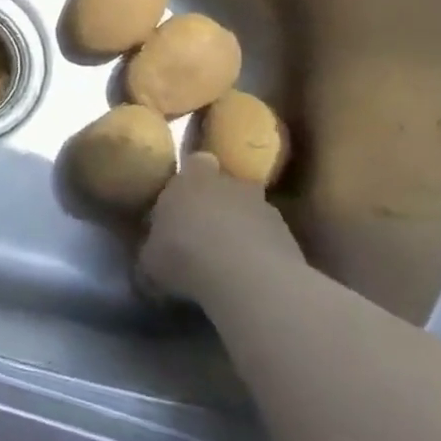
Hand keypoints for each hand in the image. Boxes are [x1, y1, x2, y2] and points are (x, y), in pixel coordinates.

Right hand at [137, 152, 305, 302]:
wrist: (247, 278)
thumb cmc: (185, 255)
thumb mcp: (150, 259)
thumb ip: (151, 250)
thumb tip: (150, 257)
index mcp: (190, 178)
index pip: (195, 162)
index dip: (192, 179)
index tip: (184, 200)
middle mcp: (230, 183)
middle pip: (225, 186)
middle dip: (218, 203)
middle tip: (204, 232)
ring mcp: (265, 207)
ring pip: (250, 212)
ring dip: (242, 229)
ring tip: (230, 261)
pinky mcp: (290, 237)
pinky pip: (270, 240)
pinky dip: (262, 253)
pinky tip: (251, 278)